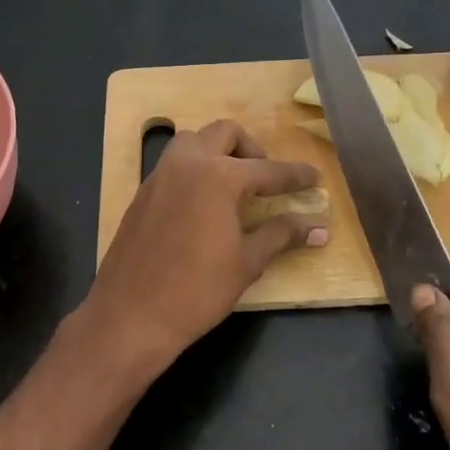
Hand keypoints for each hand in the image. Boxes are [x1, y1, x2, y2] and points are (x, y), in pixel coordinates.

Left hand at [83, 120, 325, 382]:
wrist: (131, 315)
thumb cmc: (197, 291)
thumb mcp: (246, 262)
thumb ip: (281, 235)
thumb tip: (318, 228)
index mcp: (218, 176)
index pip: (268, 170)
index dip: (295, 176)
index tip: (314, 178)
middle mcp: (187, 164)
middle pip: (225, 133)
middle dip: (252, 150)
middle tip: (266, 180)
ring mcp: (159, 176)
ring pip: (193, 141)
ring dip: (218, 152)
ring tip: (234, 187)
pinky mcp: (142, 194)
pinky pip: (174, 165)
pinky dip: (195, 170)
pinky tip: (204, 205)